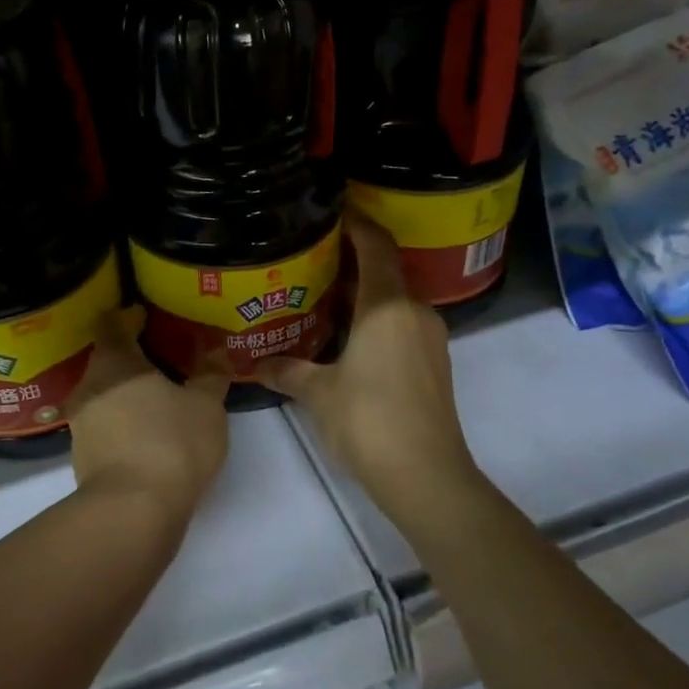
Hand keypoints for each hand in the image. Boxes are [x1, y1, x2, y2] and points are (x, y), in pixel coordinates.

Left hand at [67, 306, 230, 518]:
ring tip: (156, 394)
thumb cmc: (171, 443)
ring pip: (103, 392)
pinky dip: (122, 417)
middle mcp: (89, 386)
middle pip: (106, 358)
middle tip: (161, 356)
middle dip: (131, 355)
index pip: (112, 324)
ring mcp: (82, 423)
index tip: (146, 316)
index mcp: (114, 362)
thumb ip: (211, 373)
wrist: (132, 511)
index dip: (128, 316)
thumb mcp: (205, 405)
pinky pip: (104, 422)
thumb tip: (216, 350)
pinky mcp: (83, 455)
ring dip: (126, 389)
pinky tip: (146, 428)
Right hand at [254, 212, 474, 520]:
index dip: (356, 222)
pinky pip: (401, 323)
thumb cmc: (369, 421)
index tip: (329, 211)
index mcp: (386, 307)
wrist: (427, 477)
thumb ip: (287, 371)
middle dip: (350, 261)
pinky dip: (375, 318)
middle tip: (310, 259)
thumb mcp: (318, 393)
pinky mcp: (433, 362)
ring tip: (321, 297)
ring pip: (393, 299)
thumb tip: (255, 365)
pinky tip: (346, 336)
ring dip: (362, 293)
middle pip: (384, 270)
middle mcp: (414, 312)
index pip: (376, 245)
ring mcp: (429, 338)